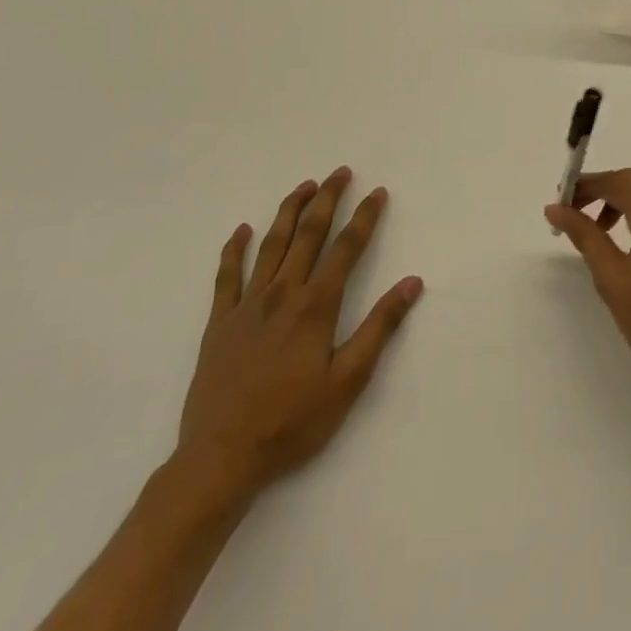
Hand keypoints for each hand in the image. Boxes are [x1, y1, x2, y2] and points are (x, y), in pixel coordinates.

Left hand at [175, 169, 422, 502]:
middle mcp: (282, 294)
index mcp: (316, 306)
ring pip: (270, 246)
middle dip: (327, 200)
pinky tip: (242, 230)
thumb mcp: (349, 380)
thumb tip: (412, 283)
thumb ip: (380, 327)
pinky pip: (226, 277)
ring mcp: (246, 306)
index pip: (347, 248)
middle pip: (308, 235)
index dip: (364, 218)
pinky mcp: (218, 324)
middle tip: (340, 172)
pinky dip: (234, 250)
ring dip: (289, 212)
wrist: (221, 458)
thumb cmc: (293, 422)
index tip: (377, 192)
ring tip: (304, 187)